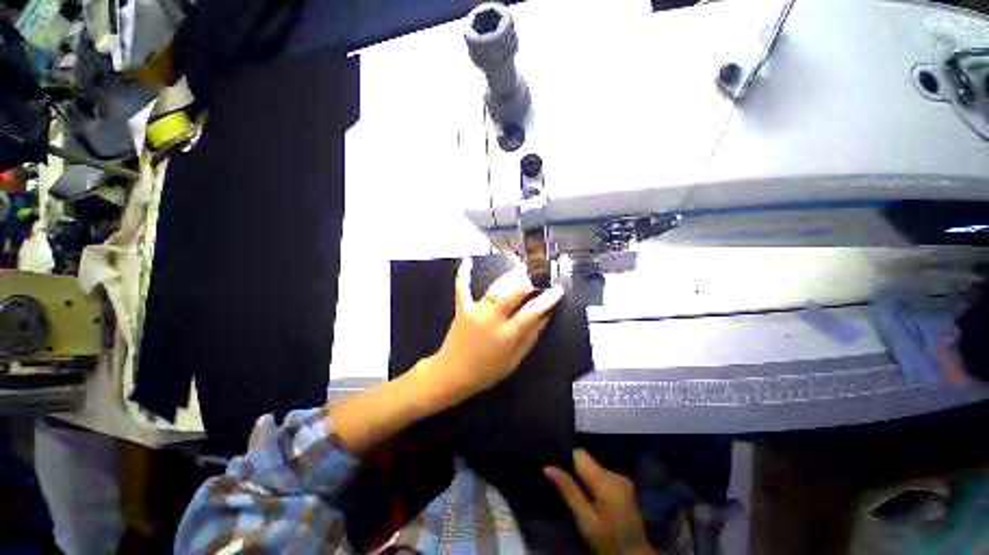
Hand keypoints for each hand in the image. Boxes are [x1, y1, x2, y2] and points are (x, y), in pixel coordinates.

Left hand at [426, 257, 563, 403]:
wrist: (452, 374)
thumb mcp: (514, 360)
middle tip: (540, 275)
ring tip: (522, 268)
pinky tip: (467, 258)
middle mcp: (492, 319)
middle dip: (530, 281)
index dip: (548, 298)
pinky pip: (462, 287)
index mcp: (507, 335)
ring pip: (496, 287)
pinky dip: (464, 273)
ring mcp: (475, 311)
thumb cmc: (486, 372)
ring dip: (511, 275)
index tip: (558, 289)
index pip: (533, 311)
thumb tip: (544, 317)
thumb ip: (530, 338)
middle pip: (515, 292)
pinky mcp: (462, 308)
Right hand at [545, 450, 654, 554]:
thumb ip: (568, 490)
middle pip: (588, 460)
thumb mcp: (584, 520)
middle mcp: (615, 474)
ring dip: (587, 477)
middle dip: (578, 472)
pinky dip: (596, 482)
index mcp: (606, 481)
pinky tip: (594, 497)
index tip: (559, 471)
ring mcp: (623, 478)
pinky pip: (603, 474)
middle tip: (569, 488)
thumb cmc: (607, 540)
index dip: (568, 460)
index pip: (580, 454)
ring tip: (581, 494)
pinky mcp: (625, 483)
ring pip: (595, 466)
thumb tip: (547, 467)